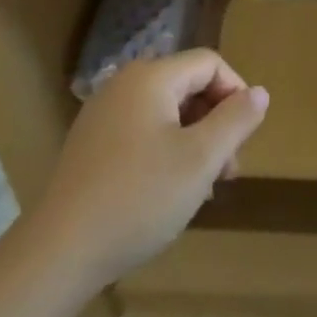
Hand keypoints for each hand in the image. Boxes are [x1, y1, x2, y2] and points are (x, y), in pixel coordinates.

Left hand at [27, 49, 268, 290]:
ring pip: (165, 112)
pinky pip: (141, 132)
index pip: (209, 63)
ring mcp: (102, 115)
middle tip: (227, 171)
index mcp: (151, 77)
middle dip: (215, 122)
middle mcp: (124, 85)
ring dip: (193, 140)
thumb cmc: (138, 198)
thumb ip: (236, 120)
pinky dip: (164, 151)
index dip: (236, 92)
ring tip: (202, 187)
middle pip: (187, 86)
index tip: (245, 137)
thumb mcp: (200, 160)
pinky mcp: (89, 145)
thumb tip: (260, 92)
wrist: (57, 253)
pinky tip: (167, 192)